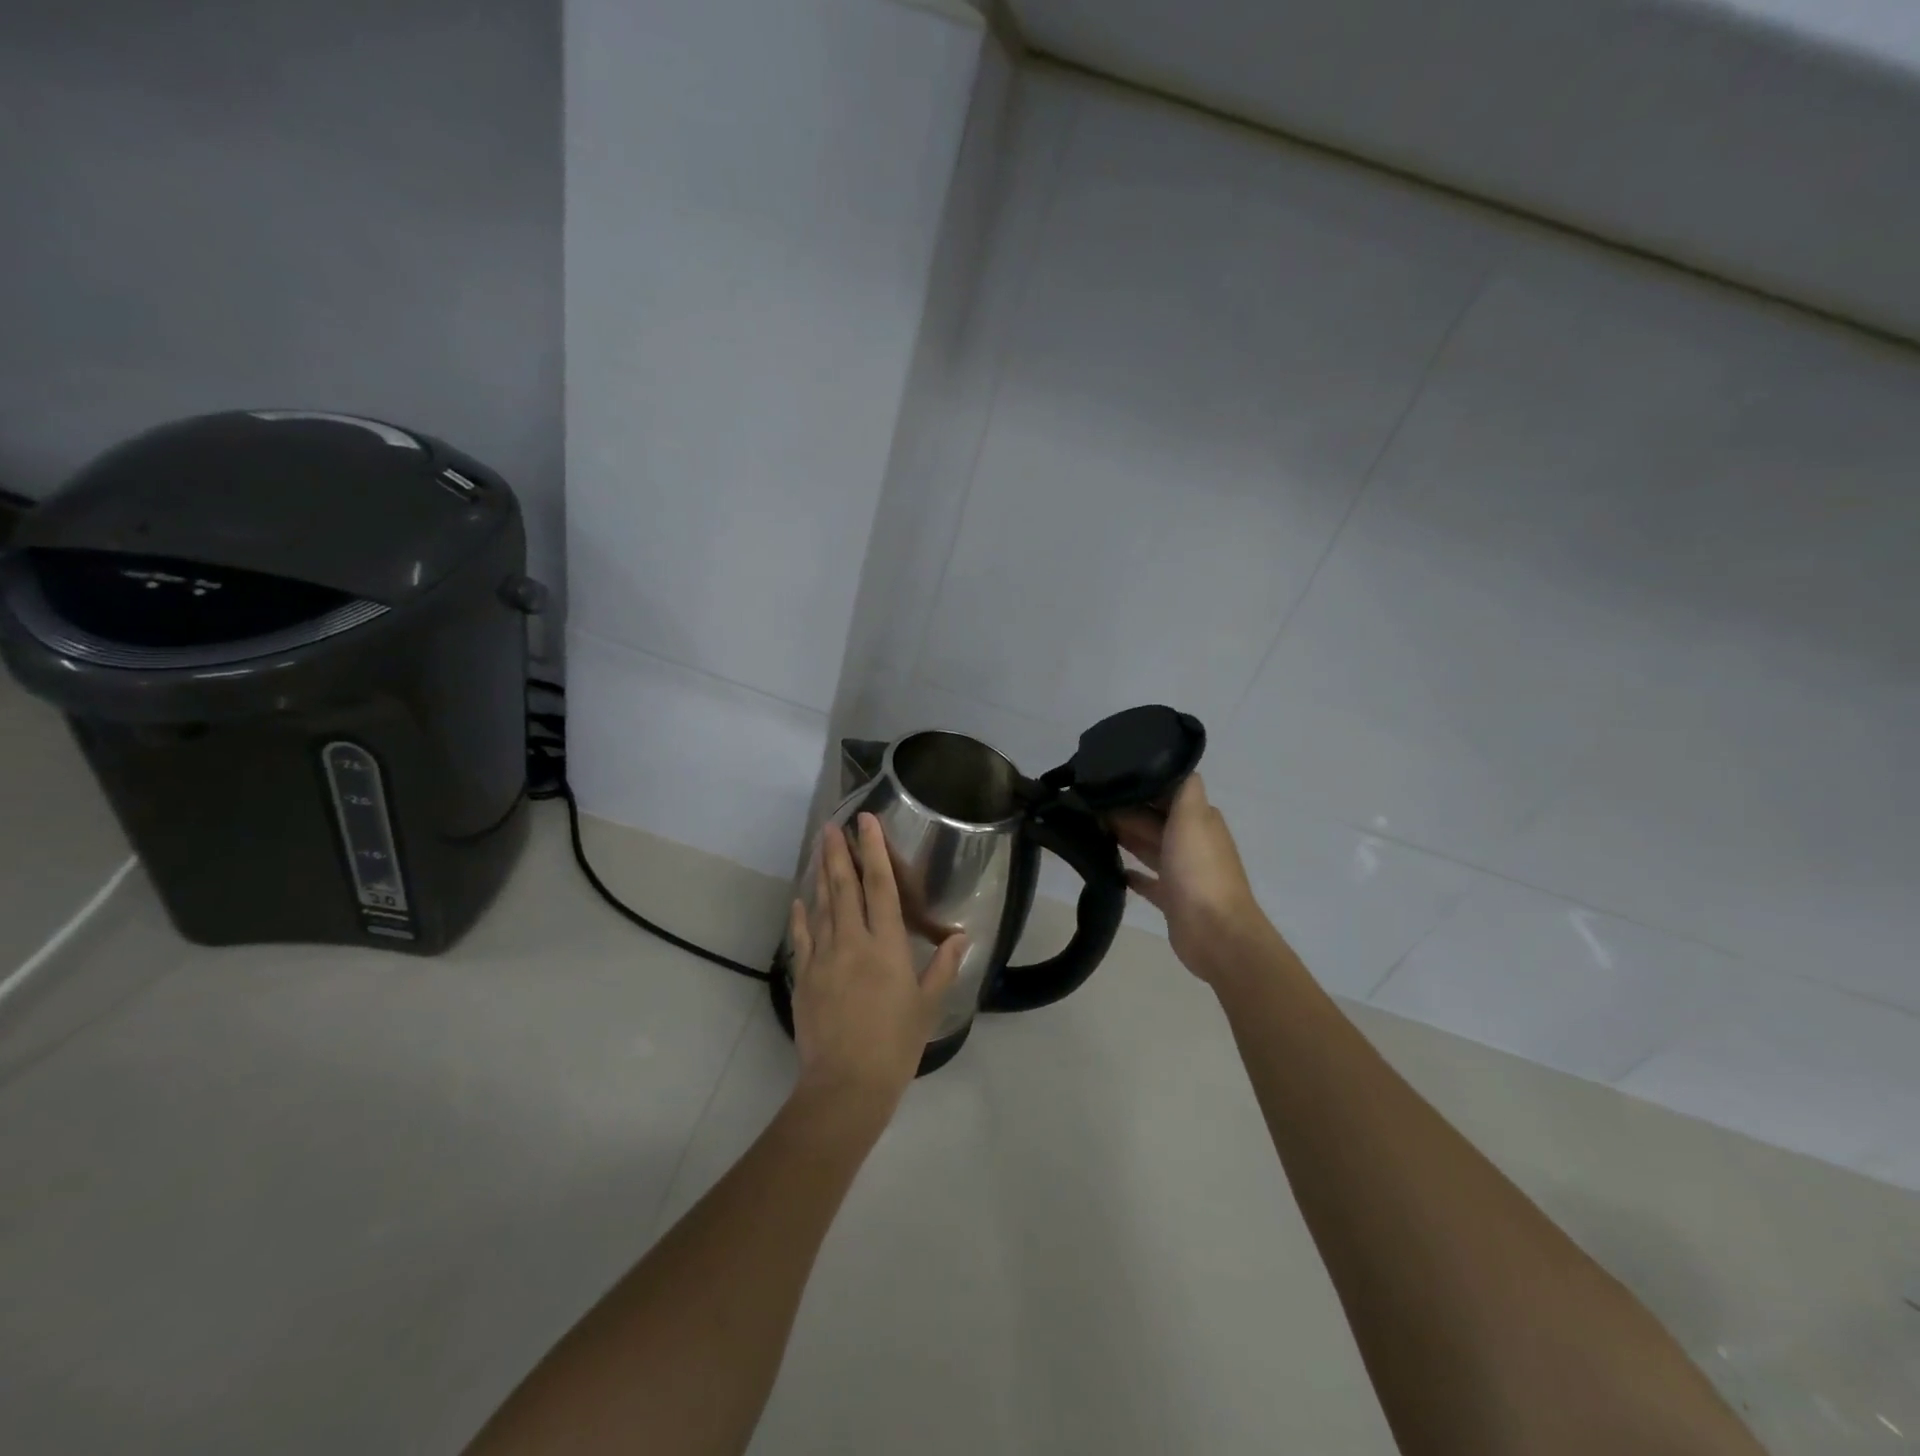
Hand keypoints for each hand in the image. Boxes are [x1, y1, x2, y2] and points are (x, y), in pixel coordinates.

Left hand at [787, 814, 968, 1109]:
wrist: (846, 1084)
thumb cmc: (895, 1044)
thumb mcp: (928, 1005)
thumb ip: (942, 967)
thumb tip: (962, 937)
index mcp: (886, 946)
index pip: (881, 887)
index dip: (874, 851)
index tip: (866, 822)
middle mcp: (853, 942)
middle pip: (845, 887)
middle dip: (839, 852)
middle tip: (832, 825)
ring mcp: (824, 958)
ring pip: (822, 906)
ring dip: (821, 874)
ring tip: (819, 848)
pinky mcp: (805, 977)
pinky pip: (802, 938)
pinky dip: (801, 916)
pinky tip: (800, 899)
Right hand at [1109, 774, 1273, 983]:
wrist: (1215, 932)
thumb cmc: (1199, 870)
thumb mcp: (1193, 816)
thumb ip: (1183, 788)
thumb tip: (1170, 766)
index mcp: (1199, 819)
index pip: (1167, 792)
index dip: (1141, 785)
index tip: (1108, 778)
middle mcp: (1192, 841)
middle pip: (1155, 819)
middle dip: (1126, 810)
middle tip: (1088, 803)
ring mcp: (1182, 872)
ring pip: (1150, 846)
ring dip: (1126, 837)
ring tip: (1092, 827)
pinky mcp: (1171, 899)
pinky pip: (1148, 881)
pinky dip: (1132, 874)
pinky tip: (1111, 868)